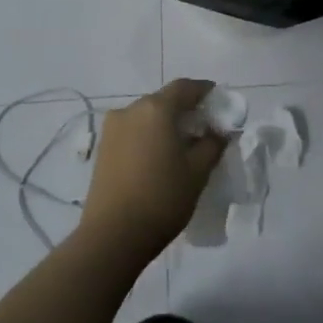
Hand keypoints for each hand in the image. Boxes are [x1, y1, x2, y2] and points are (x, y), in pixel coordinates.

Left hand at [79, 78, 226, 257]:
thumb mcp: (198, 171)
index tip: (219, 102)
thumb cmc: (162, 198)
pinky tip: (160, 157)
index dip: (204, 90)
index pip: (185, 87)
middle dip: (185, 110)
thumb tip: (219, 131)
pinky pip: (132, 132)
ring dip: (165, 124)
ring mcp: (112, 129)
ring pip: (146, 116)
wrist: (113, 235)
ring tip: (182, 146)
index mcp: (156, 109)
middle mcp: (130, 110)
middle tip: (205, 128)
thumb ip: (213, 144)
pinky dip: (149, 136)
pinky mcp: (102, 148)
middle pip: (163, 100)